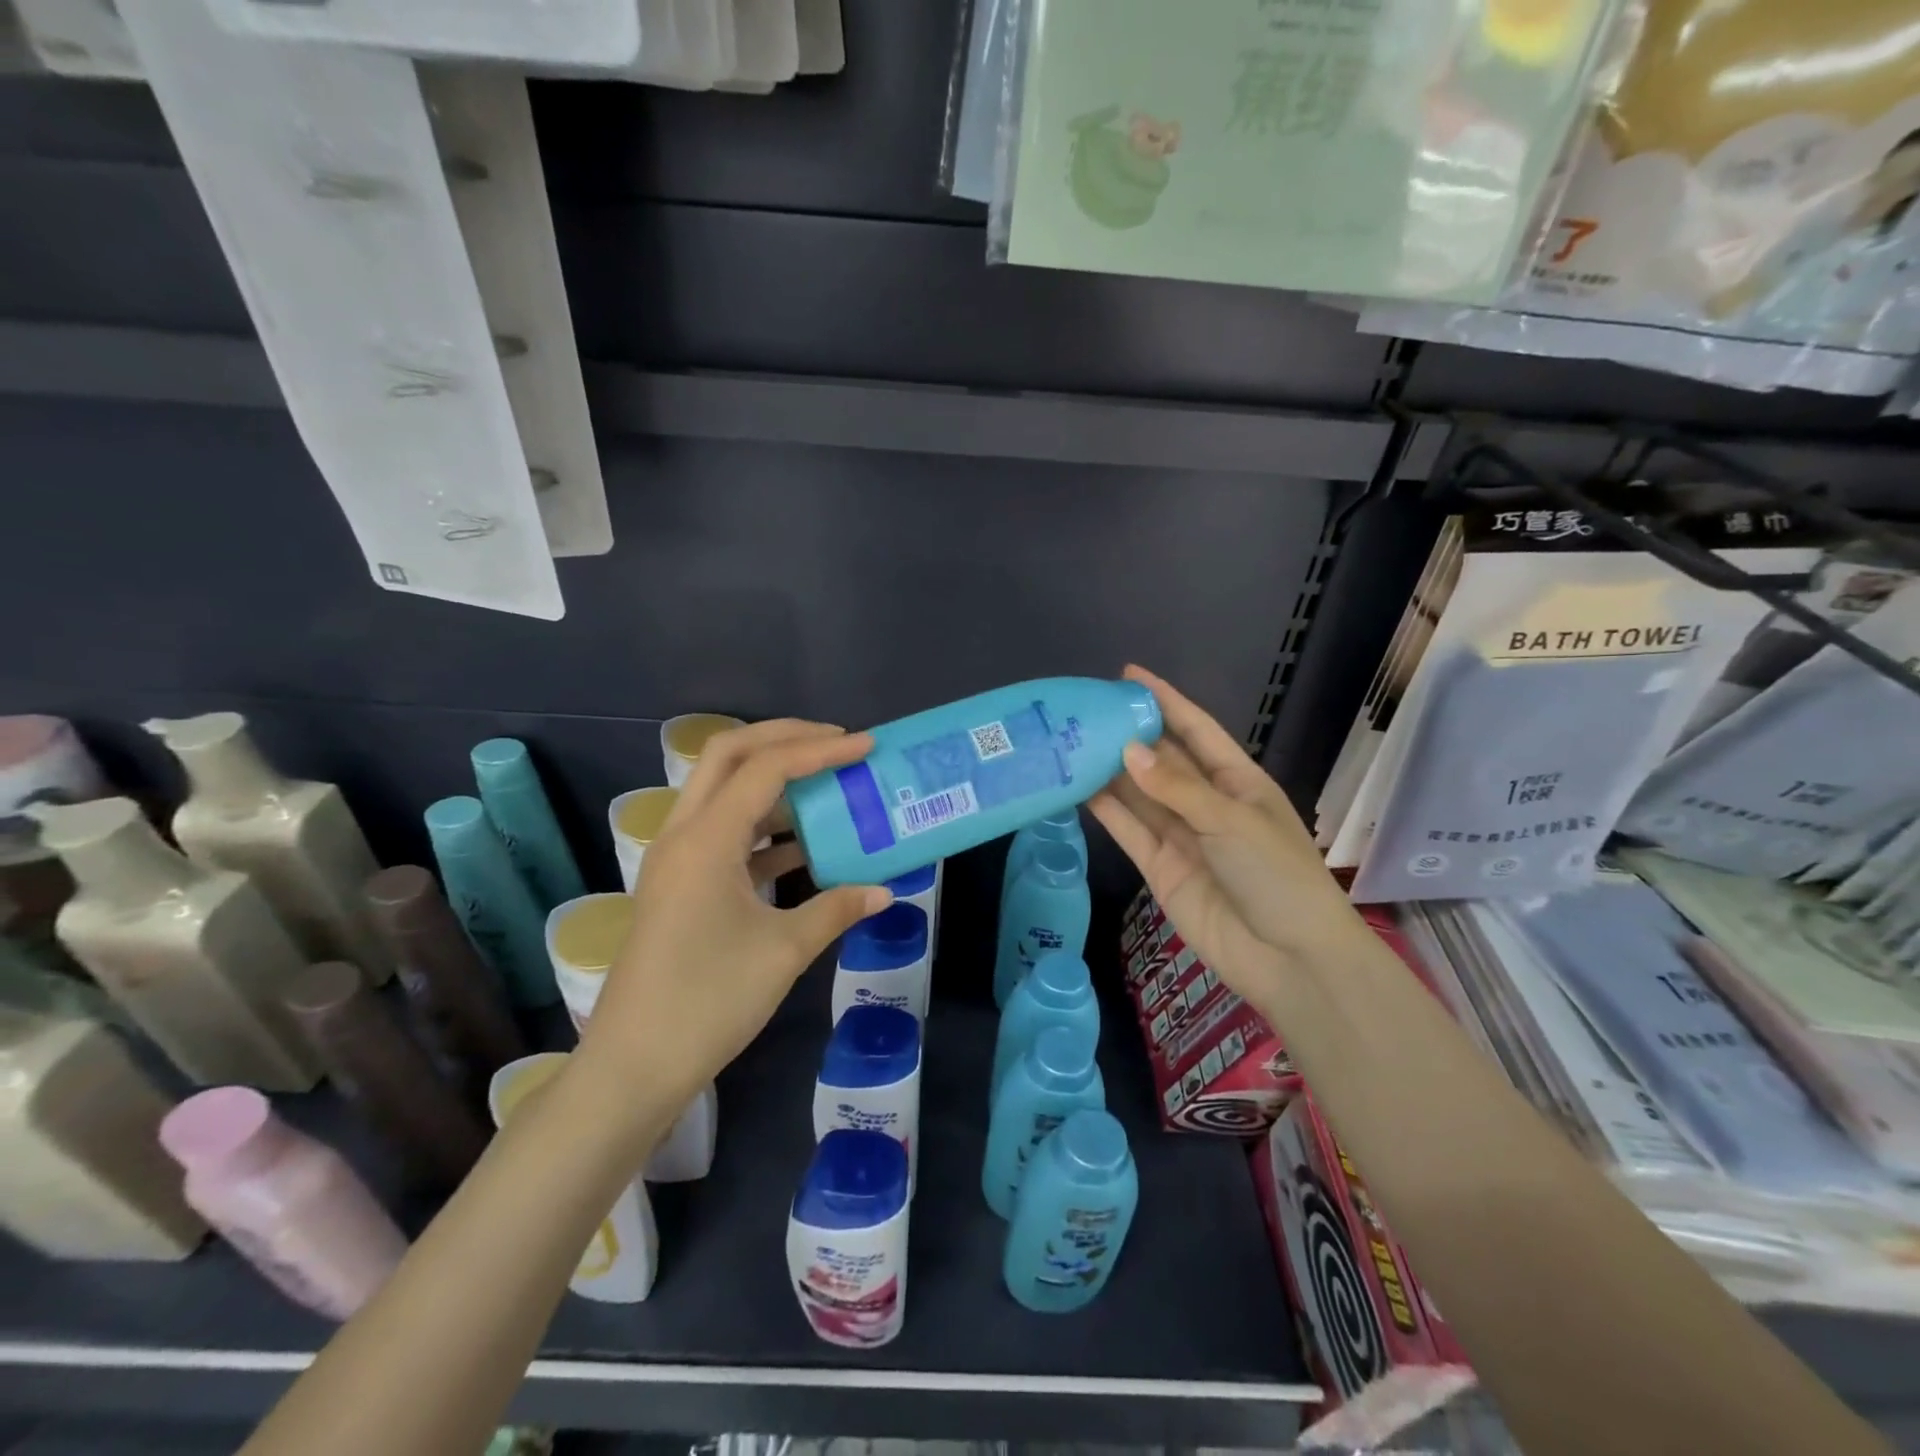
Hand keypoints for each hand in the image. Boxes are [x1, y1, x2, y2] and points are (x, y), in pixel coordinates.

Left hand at [578, 720, 890, 1110]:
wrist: (634, 1065)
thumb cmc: (708, 1003)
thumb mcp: (783, 952)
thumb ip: (836, 910)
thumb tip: (883, 892)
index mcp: (706, 840)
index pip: (766, 768)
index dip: (820, 750)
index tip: (866, 745)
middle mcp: (684, 834)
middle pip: (729, 754)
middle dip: (785, 737)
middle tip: (837, 741)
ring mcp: (677, 858)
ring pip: (723, 789)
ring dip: (773, 778)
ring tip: (828, 782)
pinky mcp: (680, 883)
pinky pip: (725, 831)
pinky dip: (765, 824)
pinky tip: (805, 844)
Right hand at [1088, 666, 1365, 1008]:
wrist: (1289, 958)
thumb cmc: (1276, 874)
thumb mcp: (1230, 819)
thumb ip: (1176, 787)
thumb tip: (1128, 750)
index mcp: (1238, 781)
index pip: (1196, 730)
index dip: (1166, 700)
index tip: (1130, 674)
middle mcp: (1207, 803)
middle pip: (1162, 760)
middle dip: (1130, 734)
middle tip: (1085, 710)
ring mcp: (1182, 836)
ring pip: (1139, 794)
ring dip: (1110, 771)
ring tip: (1071, 742)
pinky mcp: (1160, 867)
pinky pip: (1129, 830)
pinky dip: (1106, 811)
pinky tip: (1078, 787)